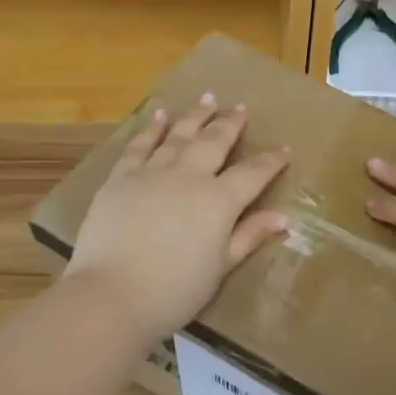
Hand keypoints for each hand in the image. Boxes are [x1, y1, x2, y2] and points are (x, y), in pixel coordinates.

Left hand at [67, 95, 290, 340]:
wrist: (112, 295)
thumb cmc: (175, 291)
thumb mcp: (220, 268)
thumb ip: (249, 236)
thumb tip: (282, 217)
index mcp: (219, 201)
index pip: (252, 174)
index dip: (271, 162)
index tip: (284, 150)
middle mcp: (188, 177)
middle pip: (214, 142)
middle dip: (230, 124)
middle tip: (239, 108)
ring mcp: (152, 173)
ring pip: (179, 136)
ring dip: (194, 117)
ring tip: (206, 99)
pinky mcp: (120, 178)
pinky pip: (139, 145)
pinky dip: (152, 129)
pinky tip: (160, 116)